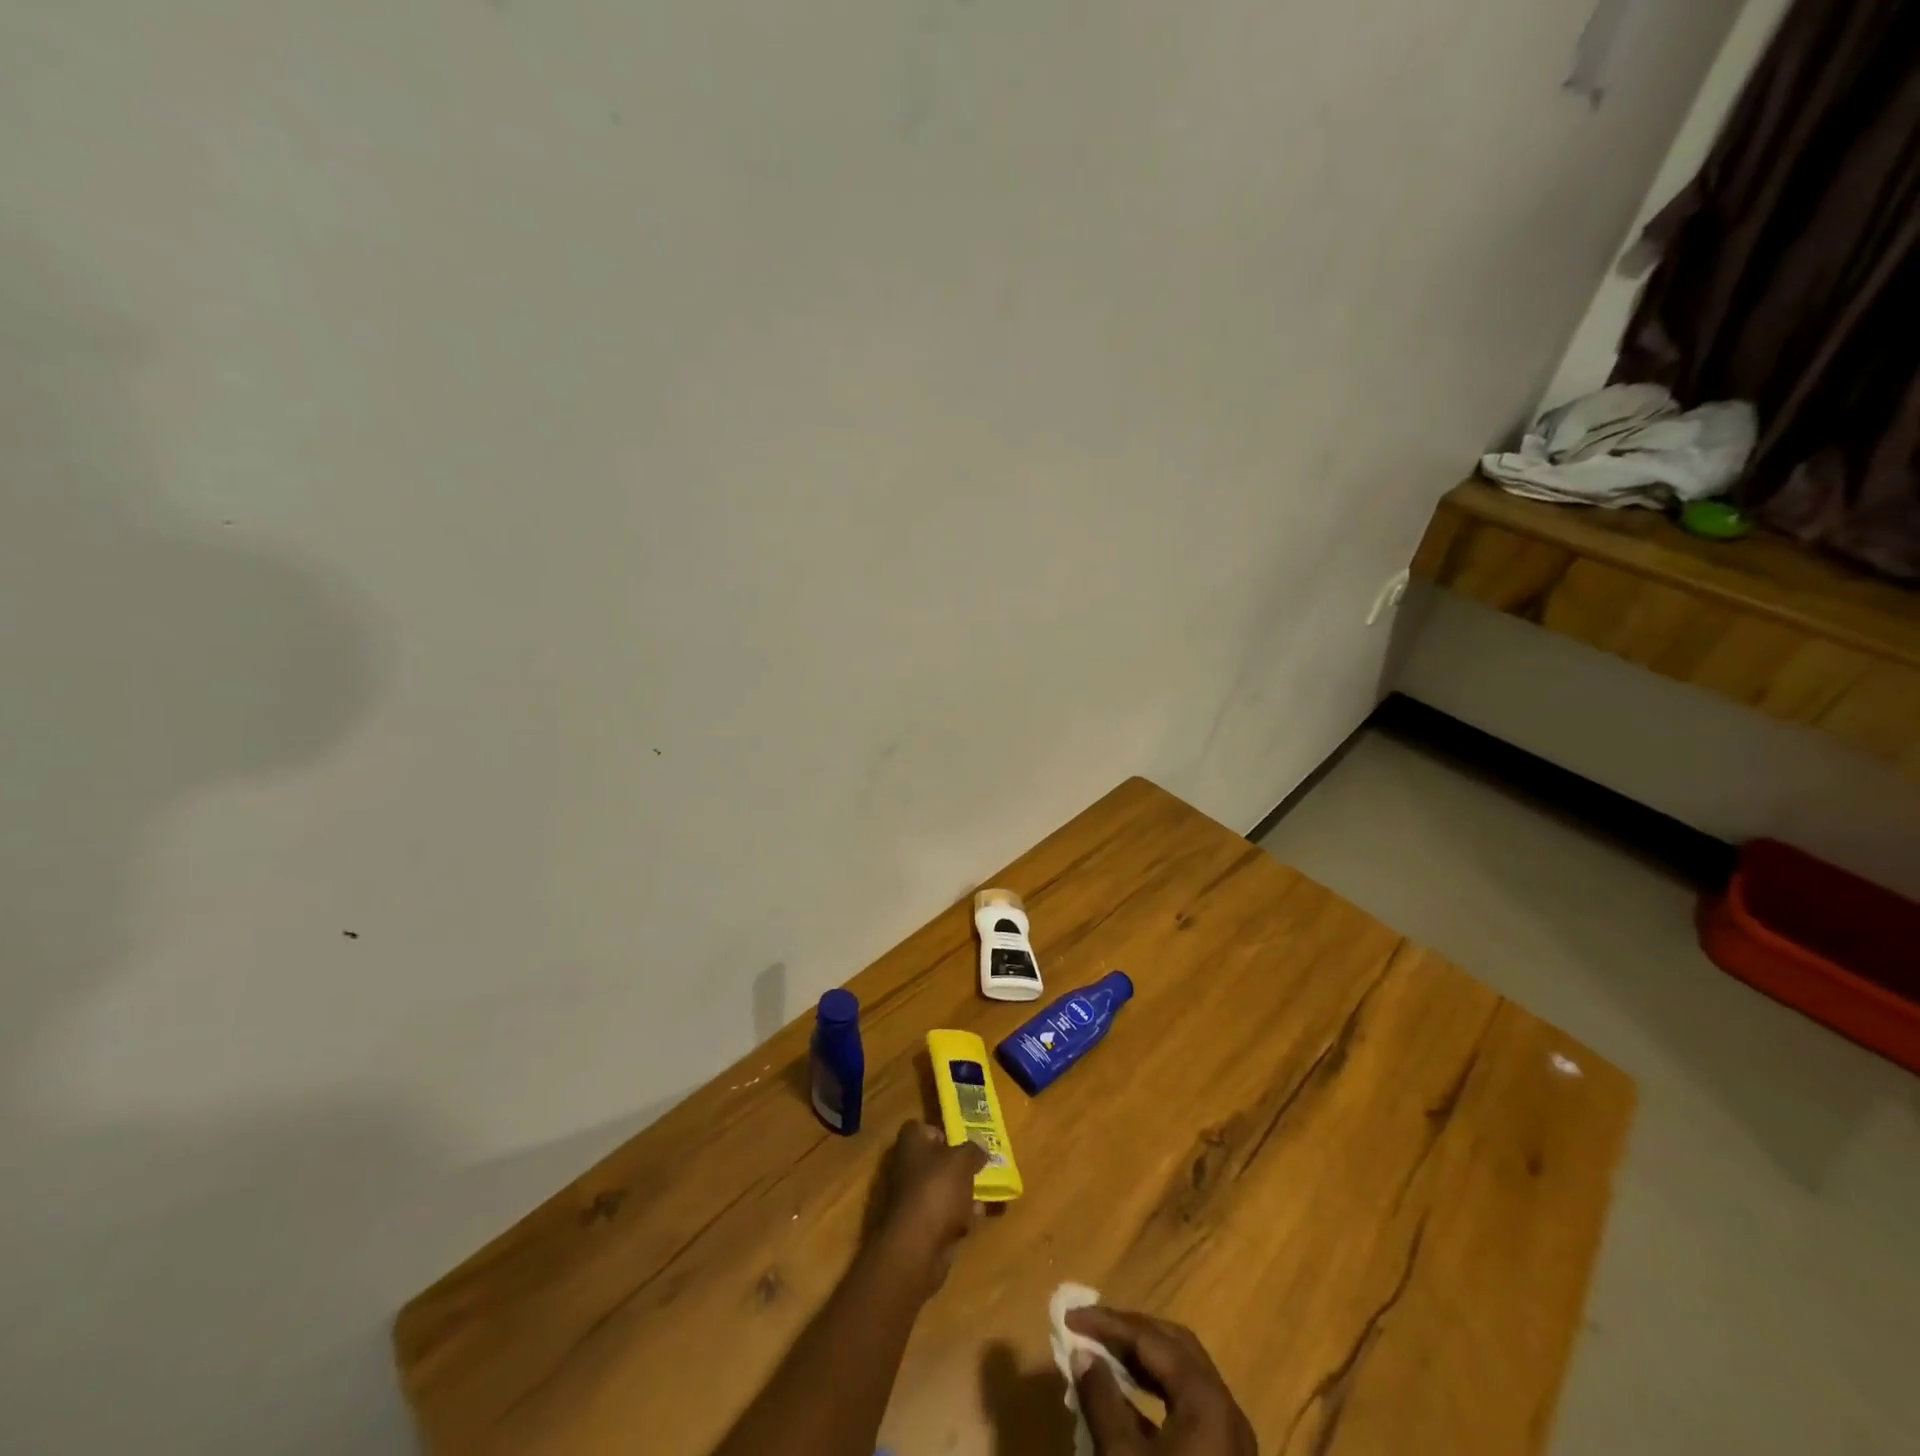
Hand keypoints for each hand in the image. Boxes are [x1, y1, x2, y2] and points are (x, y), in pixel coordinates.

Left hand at [871, 1122, 986, 1295]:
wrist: (916, 1248)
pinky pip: (942, 1215)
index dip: (940, 1132)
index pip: (920, 1128)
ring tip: (983, 1195)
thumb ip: (973, 1150)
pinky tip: (974, 1220)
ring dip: (961, 1193)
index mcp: (910, 1144)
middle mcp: (905, 1168)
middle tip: (979, 1167)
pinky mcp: (919, 1227)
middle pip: (933, 1160)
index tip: (961, 1141)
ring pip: (940, 1189)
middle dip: (957, 1166)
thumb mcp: (963, 1161)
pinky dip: (957, 1217)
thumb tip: (980, 1148)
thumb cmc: (937, 1190)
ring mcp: (911, 1199)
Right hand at [1067, 1307, 1255, 1455]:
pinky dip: (1155, 1392)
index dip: (1107, 1323)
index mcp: (1206, 1399)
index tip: (1069, 1318)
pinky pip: (1187, 1407)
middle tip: (1090, 1329)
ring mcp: (1229, 1441)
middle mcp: (1225, 1409)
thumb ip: (1100, 1398)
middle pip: (1174, 1347)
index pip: (1151, 1338)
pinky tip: (1125, 1401)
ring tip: (1102, 1356)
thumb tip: (1084, 1355)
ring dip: (1142, 1360)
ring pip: (1183, 1376)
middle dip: (1130, 1332)